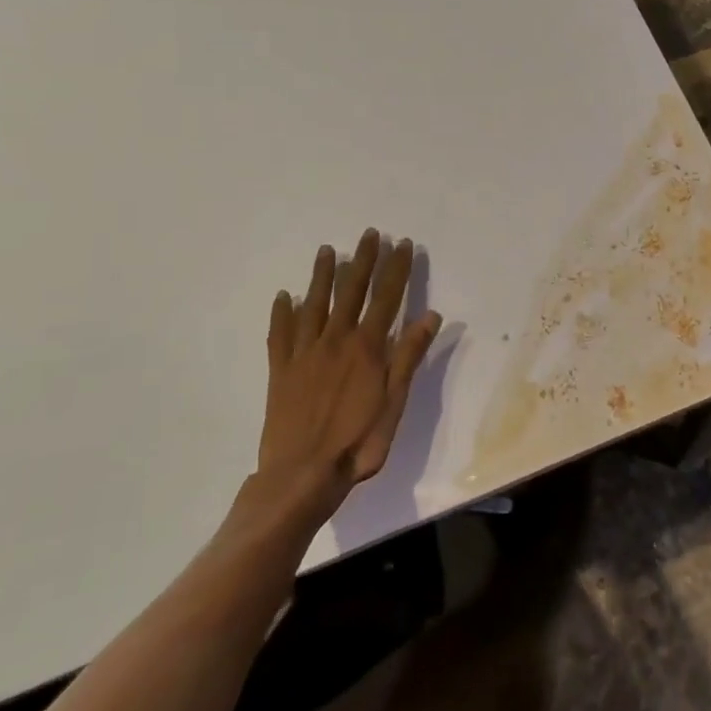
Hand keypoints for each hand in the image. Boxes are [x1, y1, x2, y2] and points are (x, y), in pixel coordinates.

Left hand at [254, 229, 442, 520]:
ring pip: (314, 304)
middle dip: (363, 261)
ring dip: (322, 275)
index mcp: (366, 348)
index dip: (396, 269)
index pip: (386, 298)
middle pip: (351, 292)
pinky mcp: (281, 370)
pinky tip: (284, 296)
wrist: (301, 475)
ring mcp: (305, 353)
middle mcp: (335, 341)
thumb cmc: (357, 443)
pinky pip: (281, 334)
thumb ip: (408, 357)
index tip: (403, 244)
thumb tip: (429, 315)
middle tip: (370, 234)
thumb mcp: (394, 403)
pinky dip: (282, 312)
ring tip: (328, 250)